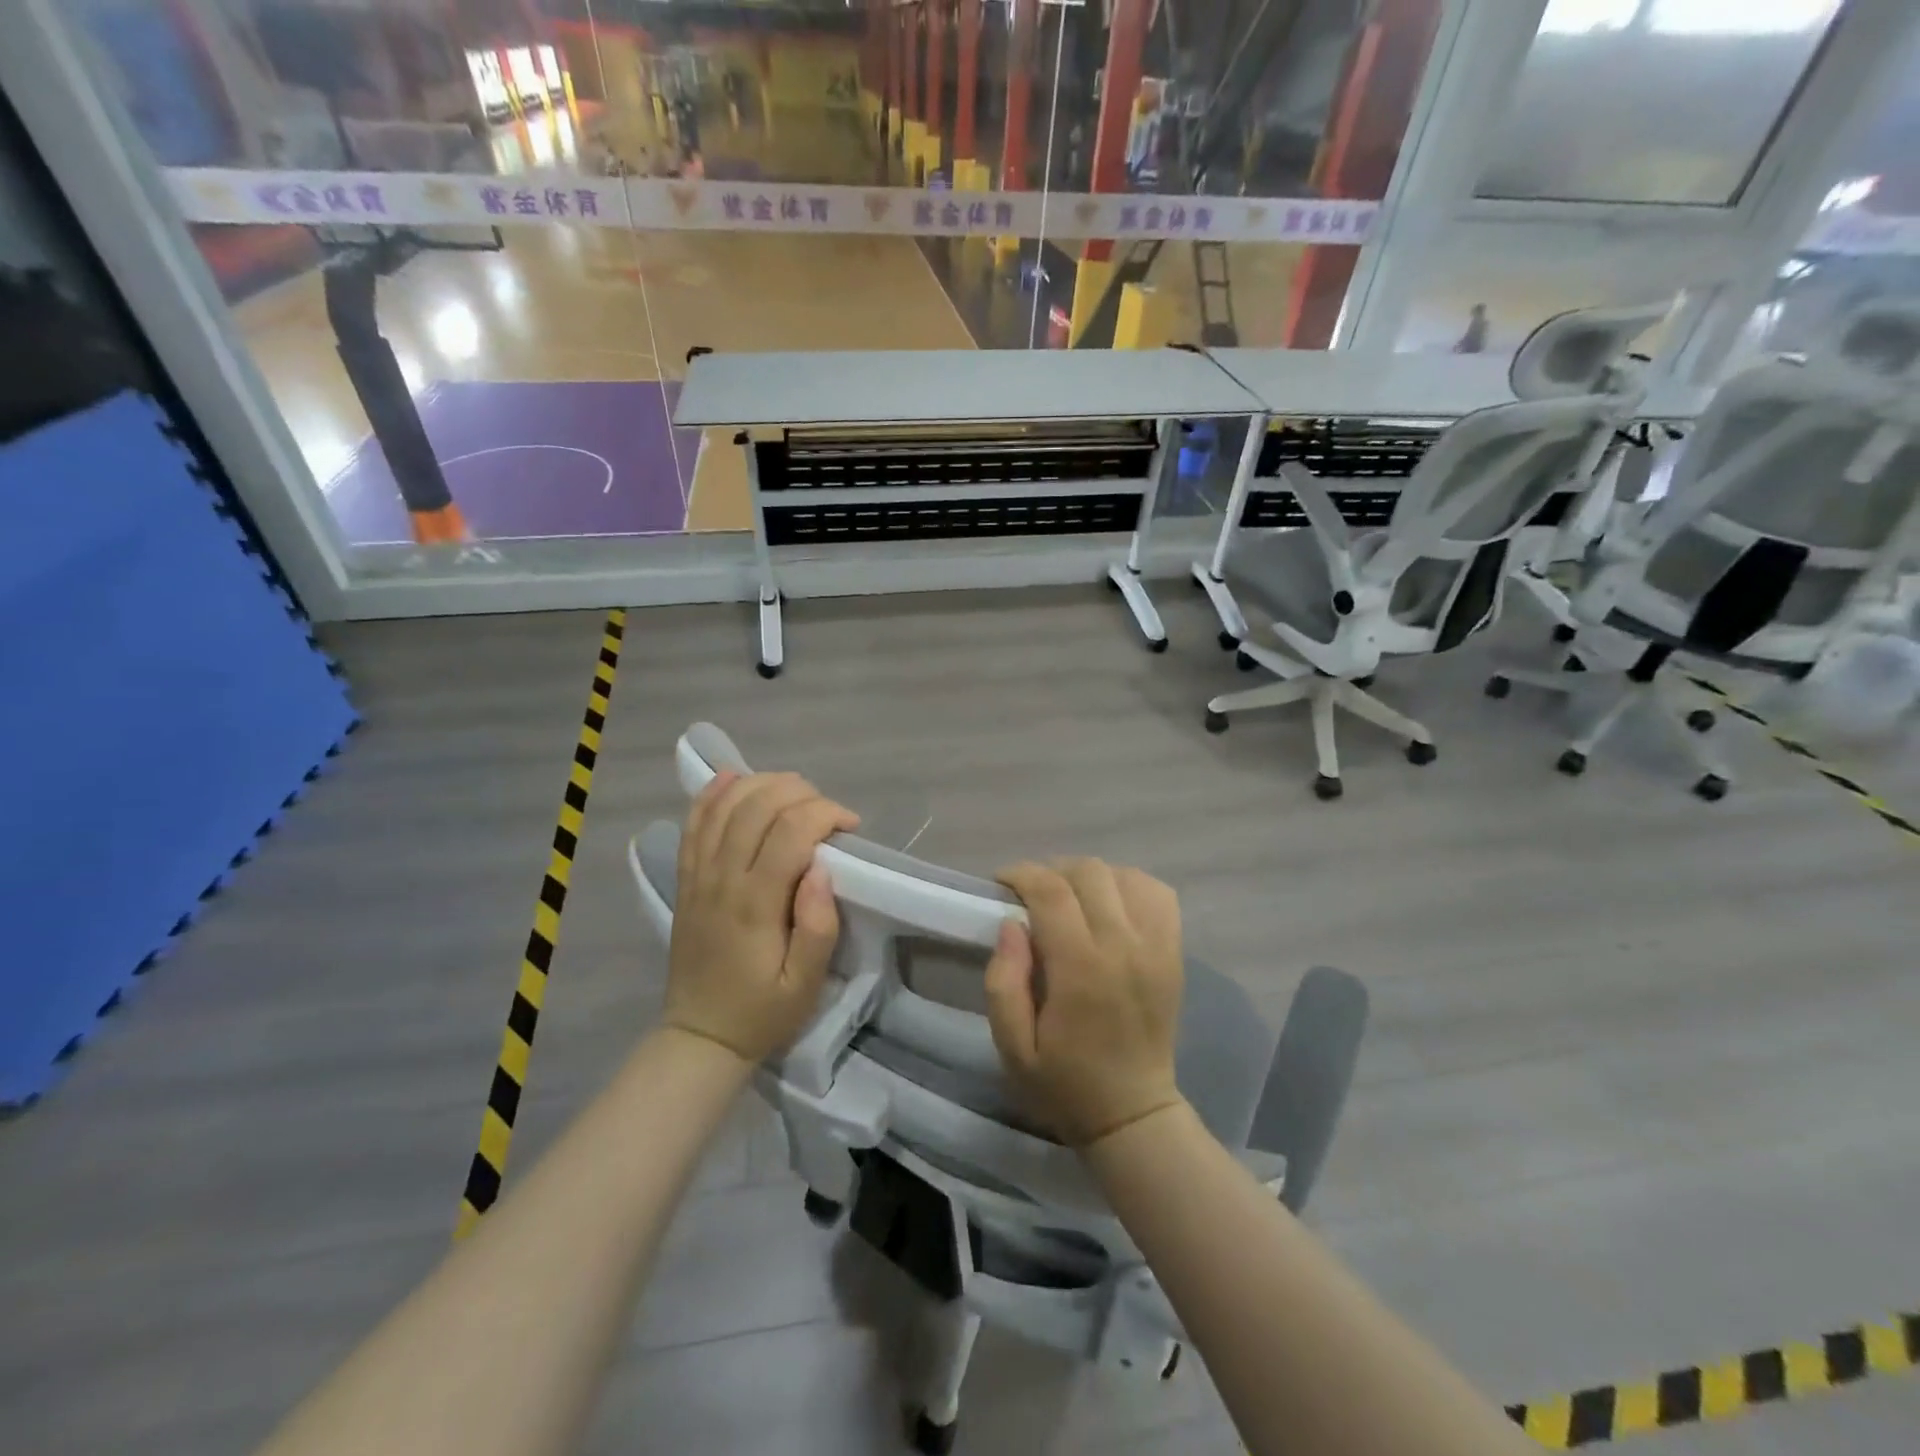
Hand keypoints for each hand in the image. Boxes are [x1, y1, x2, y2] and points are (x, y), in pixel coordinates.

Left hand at [666, 771, 858, 1064]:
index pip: (790, 832)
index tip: (849, 826)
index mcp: (756, 904)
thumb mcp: (805, 985)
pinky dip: (713, 794)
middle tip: (827, 810)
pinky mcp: (685, 878)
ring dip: (762, 784)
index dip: (824, 813)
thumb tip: (822, 869)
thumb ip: (818, 927)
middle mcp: (722, 879)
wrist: (700, 1035)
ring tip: (795, 790)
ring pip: (725, 807)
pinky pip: (694, 823)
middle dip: (800, 792)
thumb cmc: (762, 1011)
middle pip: (757, 807)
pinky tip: (734, 777)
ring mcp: (698, 875)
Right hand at [983, 858, 1185, 1147]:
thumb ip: (1003, 982)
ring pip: (1124, 874)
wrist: (1133, 1113)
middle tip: (1031, 895)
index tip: (1002, 883)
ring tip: (1069, 898)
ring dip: (1089, 876)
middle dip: (1051, 872)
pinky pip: (1157, 893)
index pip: (1052, 892)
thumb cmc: (1064, 1082)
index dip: (1022, 875)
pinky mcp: (1174, 952)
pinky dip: (1129, 885)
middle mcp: (1124, 947)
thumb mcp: (1012, 1047)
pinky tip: (1109, 903)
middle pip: (1088, 872)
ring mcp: (1156, 946)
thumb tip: (1011, 924)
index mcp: (1081, 970)